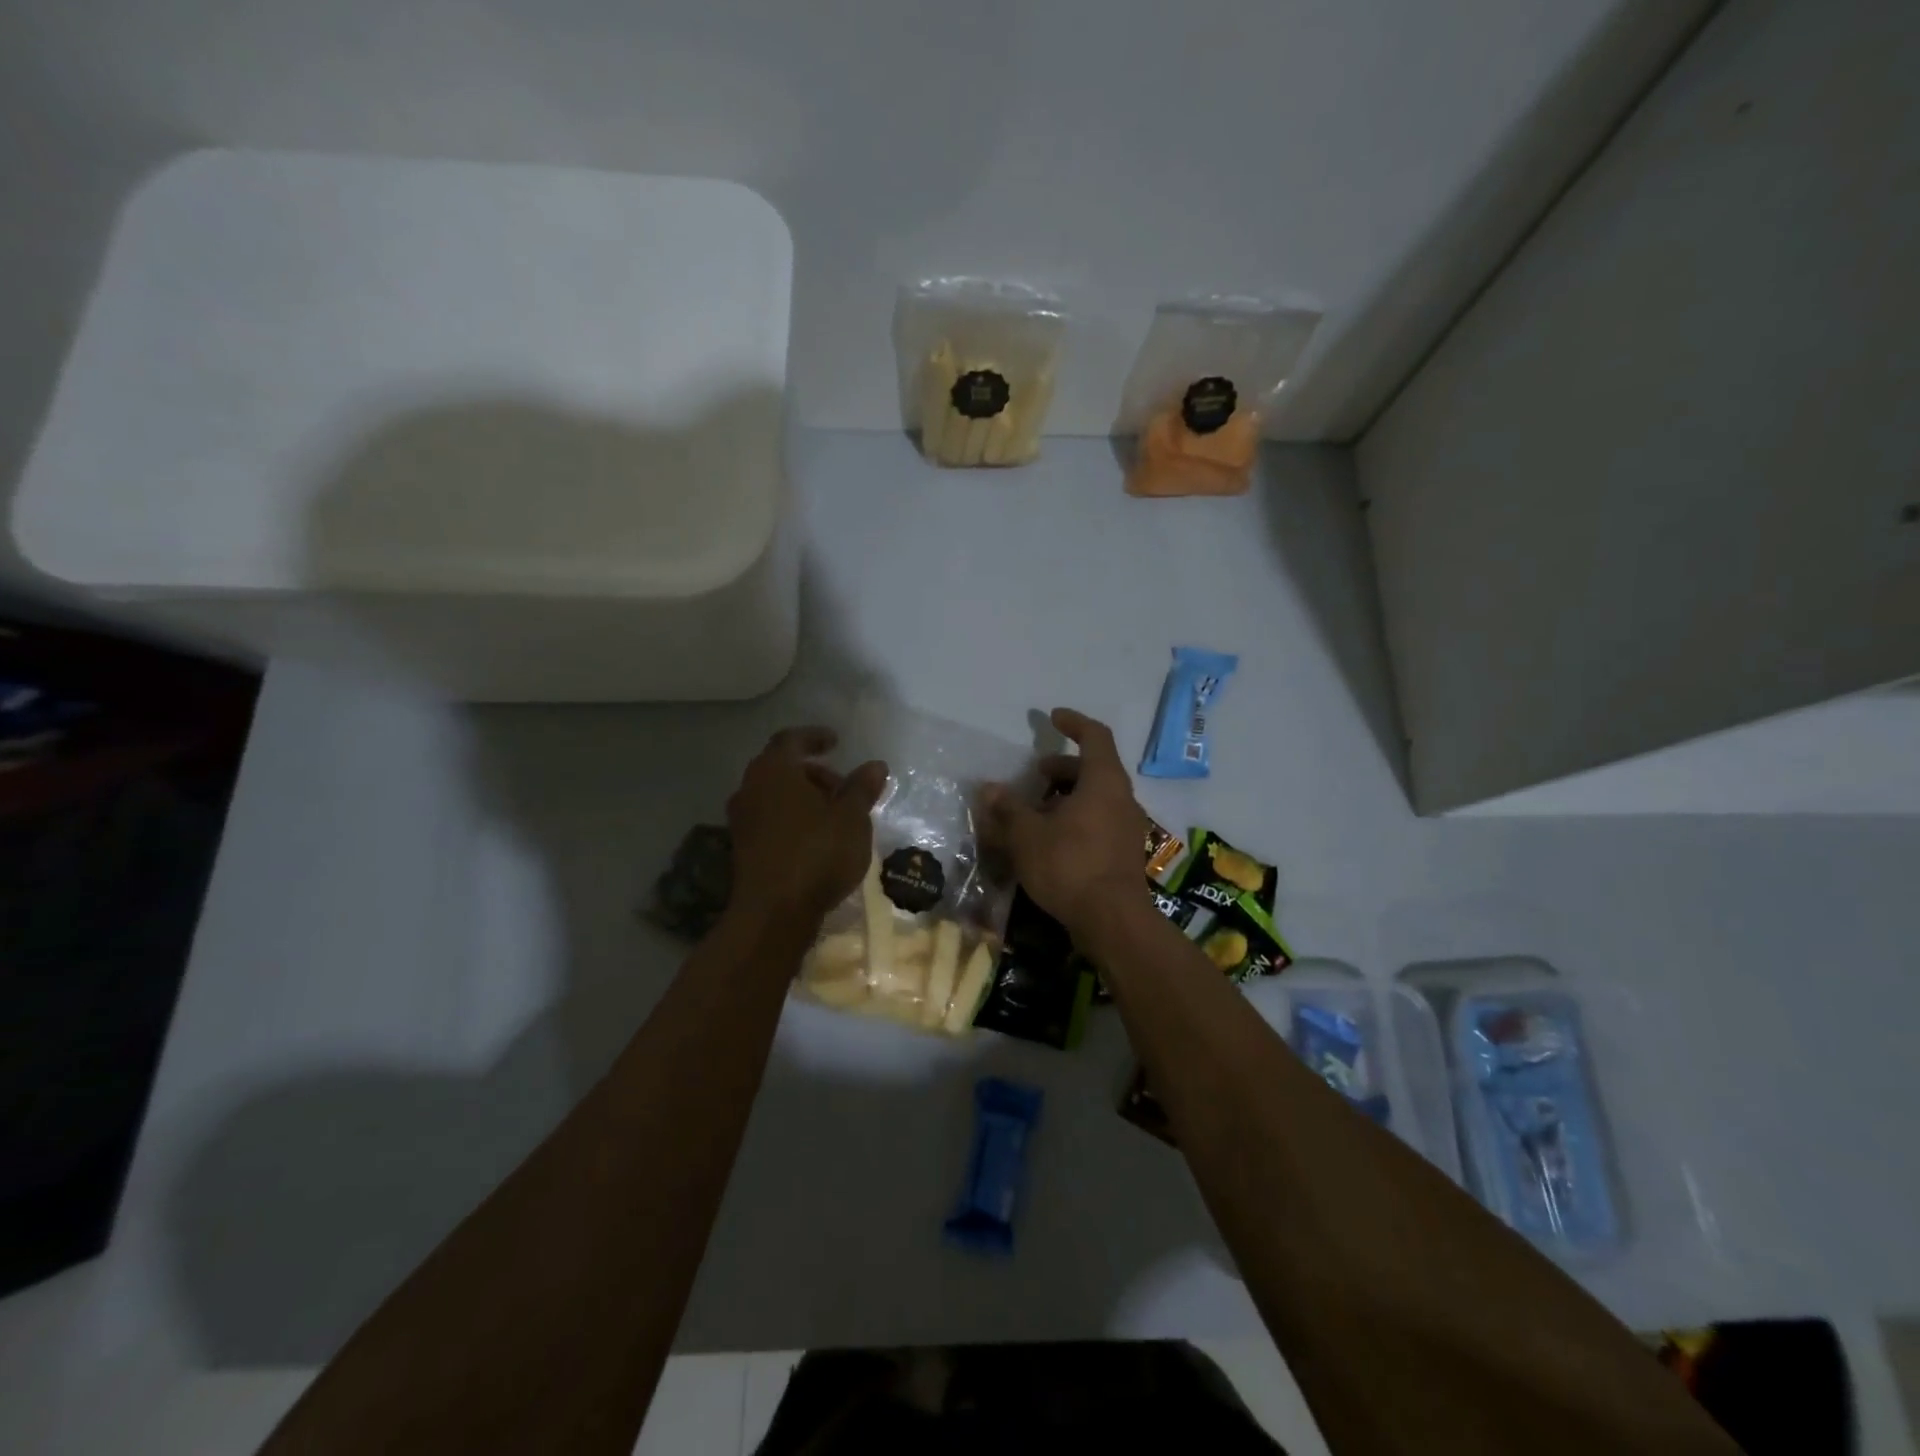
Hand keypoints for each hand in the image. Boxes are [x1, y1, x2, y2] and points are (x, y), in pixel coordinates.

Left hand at [726, 727, 887, 928]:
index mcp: (774, 770)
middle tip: (842, 786)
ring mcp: (742, 819)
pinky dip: (792, 817)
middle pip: (781, 767)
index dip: (815, 737)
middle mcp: (751, 788)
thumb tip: (875, 765)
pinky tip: (815, 837)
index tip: (836, 742)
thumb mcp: (852, 818)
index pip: (791, 739)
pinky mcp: (742, 847)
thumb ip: (862, 788)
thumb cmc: (817, 853)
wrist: (773, 913)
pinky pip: (769, 818)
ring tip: (834, 814)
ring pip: (774, 794)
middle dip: (813, 772)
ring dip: (802, 796)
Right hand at [981, 708, 1149, 939]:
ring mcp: (1127, 827)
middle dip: (1062, 768)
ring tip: (1036, 813)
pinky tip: (1051, 840)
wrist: (1112, 921)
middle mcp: (1122, 798)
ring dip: (1066, 796)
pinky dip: (1076, 818)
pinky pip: (1099, 820)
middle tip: (1034, 777)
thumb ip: (1008, 808)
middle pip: (1094, 768)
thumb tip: (989, 789)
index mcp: (1103, 781)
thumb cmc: (1069, 865)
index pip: (1095, 736)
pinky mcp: (1124, 852)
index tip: (1052, 718)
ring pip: (1096, 797)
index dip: (1073, 723)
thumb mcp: (1027, 835)